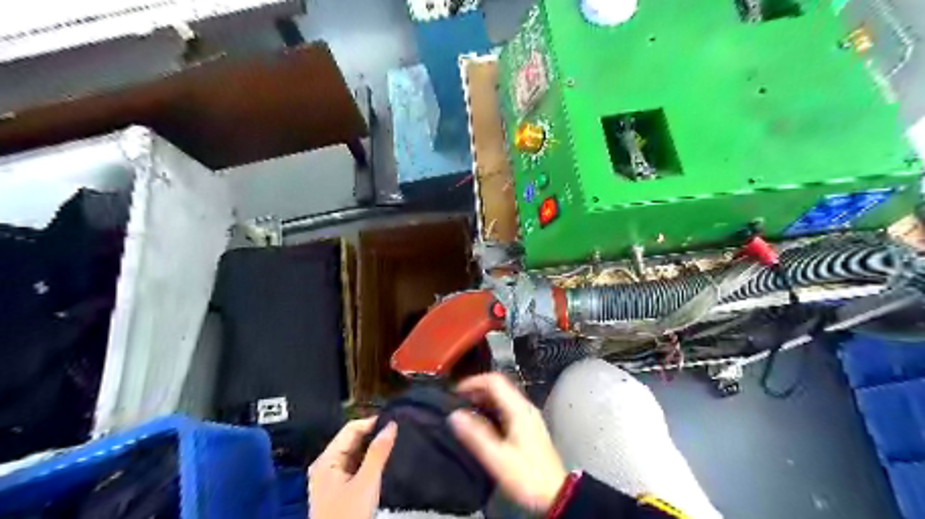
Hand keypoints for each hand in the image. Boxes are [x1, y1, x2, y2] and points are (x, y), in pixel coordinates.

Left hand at [310, 418, 396, 518]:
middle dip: (373, 436)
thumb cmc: (348, 515)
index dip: (372, 423)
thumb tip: (392, 424)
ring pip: (354, 453)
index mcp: (326, 460)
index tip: (395, 421)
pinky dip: (368, 462)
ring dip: (372, 449)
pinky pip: (354, 466)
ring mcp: (330, 478)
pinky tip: (383, 461)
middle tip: (397, 432)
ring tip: (394, 443)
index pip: (350, 429)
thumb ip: (378, 453)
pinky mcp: (338, 489)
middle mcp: (326, 465)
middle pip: (351, 440)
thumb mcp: (366, 483)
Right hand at [451, 375, 571, 512]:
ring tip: (466, 412)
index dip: (473, 382)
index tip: (456, 392)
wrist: (556, 494)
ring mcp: (528, 416)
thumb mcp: (498, 457)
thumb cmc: (527, 475)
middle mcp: (525, 408)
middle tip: (458, 402)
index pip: (495, 381)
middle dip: (477, 390)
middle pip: (499, 387)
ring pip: (503, 397)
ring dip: (483, 400)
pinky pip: (507, 408)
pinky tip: (482, 423)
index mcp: (519, 409)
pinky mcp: (528, 427)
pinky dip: (491, 409)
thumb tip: (455, 415)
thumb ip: (476, 435)